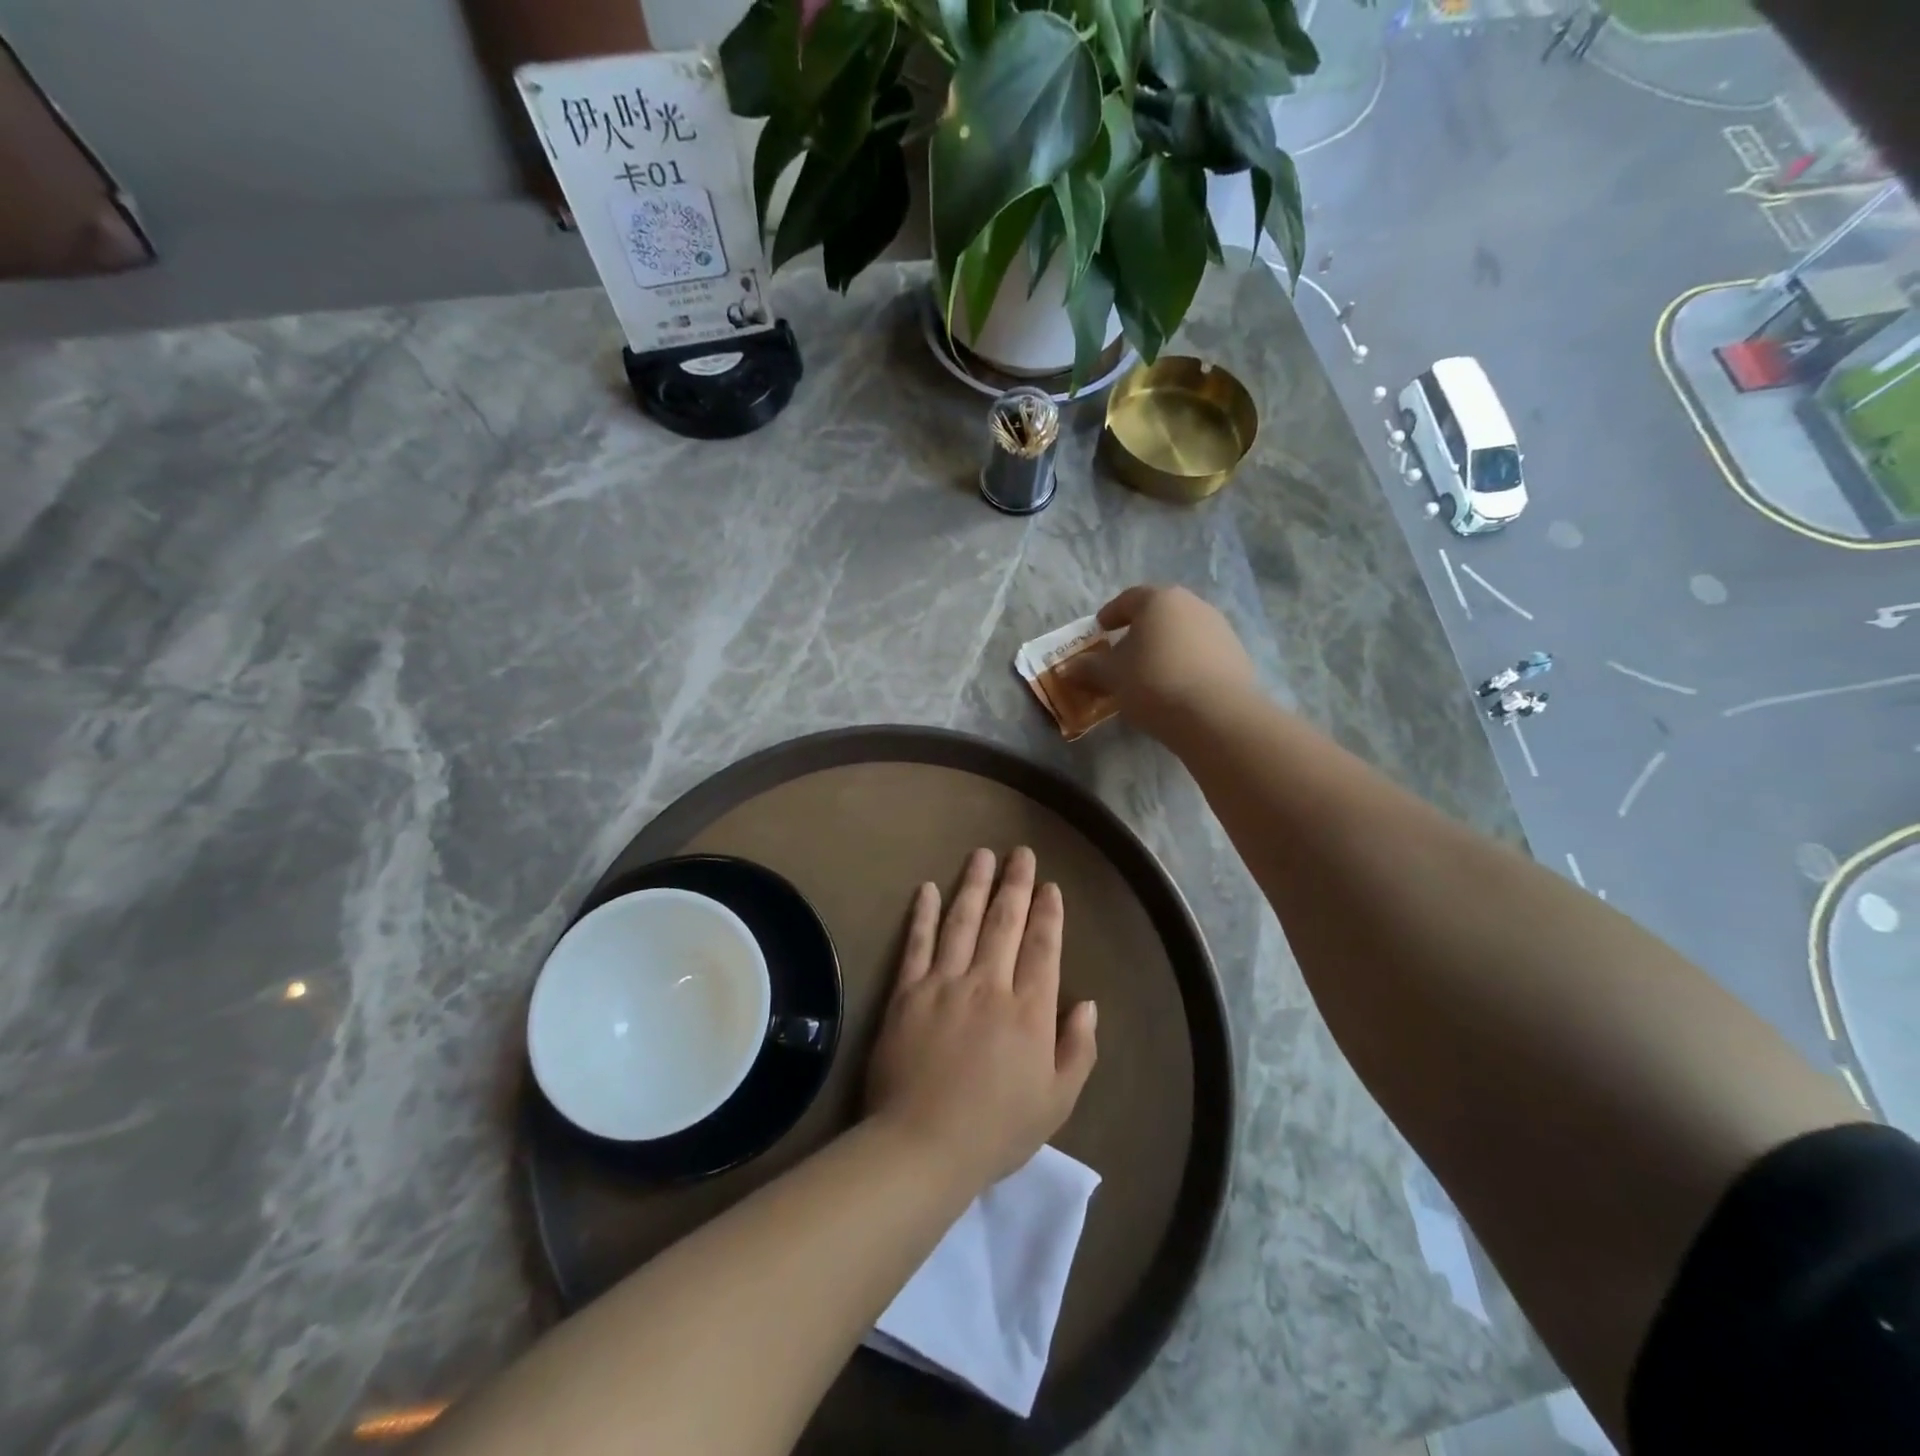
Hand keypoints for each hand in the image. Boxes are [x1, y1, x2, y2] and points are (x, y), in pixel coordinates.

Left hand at [866, 847, 1097, 1190]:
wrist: (923, 1145)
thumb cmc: (997, 1129)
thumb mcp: (1057, 1102)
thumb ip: (1078, 1049)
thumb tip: (1088, 1002)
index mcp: (1029, 1010)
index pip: (1043, 948)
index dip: (1048, 914)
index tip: (1050, 886)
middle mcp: (989, 984)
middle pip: (1005, 922)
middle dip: (1016, 884)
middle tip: (1021, 853)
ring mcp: (945, 983)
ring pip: (963, 921)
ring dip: (974, 885)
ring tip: (982, 855)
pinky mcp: (908, 991)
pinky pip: (918, 943)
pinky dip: (924, 914)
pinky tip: (928, 889)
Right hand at [1060, 584, 1255, 737]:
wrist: (1216, 715)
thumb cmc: (1154, 683)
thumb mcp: (1112, 677)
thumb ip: (1088, 668)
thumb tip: (1067, 667)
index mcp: (1159, 600)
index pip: (1128, 599)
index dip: (1111, 614)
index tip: (1100, 630)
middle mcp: (1193, 604)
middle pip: (1159, 613)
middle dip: (1139, 630)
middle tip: (1123, 651)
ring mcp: (1220, 628)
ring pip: (1183, 632)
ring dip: (1165, 646)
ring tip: (1150, 672)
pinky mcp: (1236, 654)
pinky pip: (1202, 652)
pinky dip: (1186, 662)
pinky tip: (1177, 685)